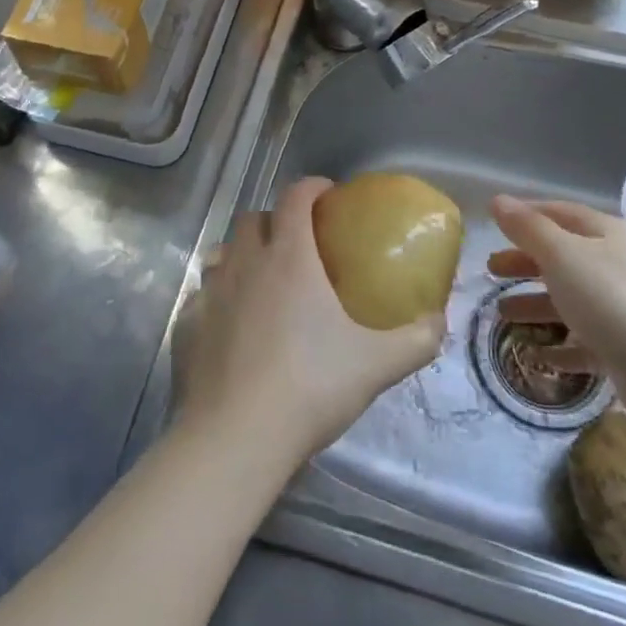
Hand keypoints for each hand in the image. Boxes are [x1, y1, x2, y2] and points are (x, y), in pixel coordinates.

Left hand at [172, 177, 446, 466]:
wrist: (236, 437)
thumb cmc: (310, 387)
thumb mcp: (377, 364)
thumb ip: (416, 339)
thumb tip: (438, 320)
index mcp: (289, 258)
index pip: (296, 198)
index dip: (313, 188)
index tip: (328, 195)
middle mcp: (245, 264)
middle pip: (252, 218)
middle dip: (275, 220)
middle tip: (299, 244)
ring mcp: (210, 293)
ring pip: (224, 253)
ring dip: (243, 255)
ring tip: (265, 281)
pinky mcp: (187, 325)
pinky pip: (203, 294)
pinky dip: (220, 296)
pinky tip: (234, 324)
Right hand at [488, 195, 625, 425]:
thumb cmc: (615, 301)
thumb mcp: (563, 256)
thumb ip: (528, 229)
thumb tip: (498, 200)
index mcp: (605, 235)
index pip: (558, 213)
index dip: (525, 216)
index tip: (493, 226)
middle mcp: (616, 265)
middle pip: (562, 258)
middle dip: (525, 263)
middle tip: (490, 272)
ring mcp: (624, 309)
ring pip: (571, 301)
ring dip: (535, 305)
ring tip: (501, 316)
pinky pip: (585, 342)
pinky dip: (561, 346)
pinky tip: (539, 355)